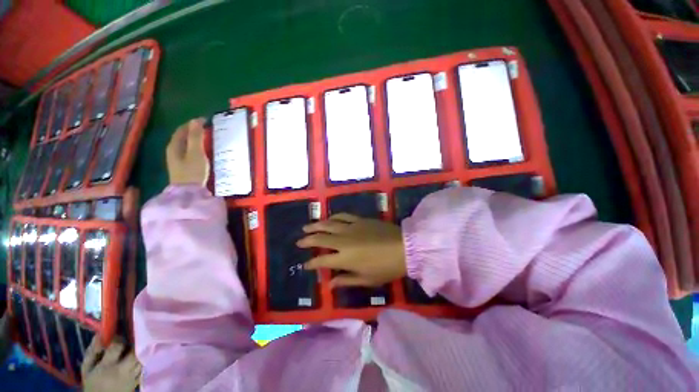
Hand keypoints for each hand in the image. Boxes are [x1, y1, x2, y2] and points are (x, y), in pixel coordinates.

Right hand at [82, 337, 140, 391]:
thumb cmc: (91, 385)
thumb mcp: (87, 368)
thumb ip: (92, 352)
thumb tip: (100, 334)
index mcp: (108, 366)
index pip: (118, 346)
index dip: (117, 338)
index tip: (114, 337)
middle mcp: (123, 370)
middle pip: (133, 351)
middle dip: (130, 345)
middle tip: (124, 344)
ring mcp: (133, 376)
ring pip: (140, 358)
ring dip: (136, 353)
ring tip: (128, 352)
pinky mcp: (138, 381)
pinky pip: (142, 367)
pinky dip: (139, 362)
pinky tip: (133, 361)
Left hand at [166, 118, 209, 185]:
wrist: (188, 192)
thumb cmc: (192, 171)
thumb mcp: (196, 153)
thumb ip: (196, 137)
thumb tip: (196, 120)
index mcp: (174, 145)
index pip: (182, 129)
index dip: (192, 123)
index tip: (205, 120)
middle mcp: (172, 150)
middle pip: (181, 136)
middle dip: (193, 130)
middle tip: (207, 128)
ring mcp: (176, 159)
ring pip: (184, 144)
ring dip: (194, 139)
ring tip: (206, 137)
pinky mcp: (182, 166)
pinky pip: (187, 151)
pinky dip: (194, 147)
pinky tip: (202, 150)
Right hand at [297, 214, 405, 286]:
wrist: (404, 247)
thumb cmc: (386, 267)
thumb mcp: (367, 279)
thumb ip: (346, 280)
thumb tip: (330, 284)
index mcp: (345, 258)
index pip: (322, 261)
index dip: (312, 263)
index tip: (305, 265)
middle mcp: (344, 241)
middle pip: (320, 239)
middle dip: (307, 240)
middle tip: (299, 241)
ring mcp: (351, 227)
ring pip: (328, 224)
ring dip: (316, 226)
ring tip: (306, 227)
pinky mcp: (359, 220)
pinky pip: (343, 216)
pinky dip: (334, 217)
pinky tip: (329, 218)